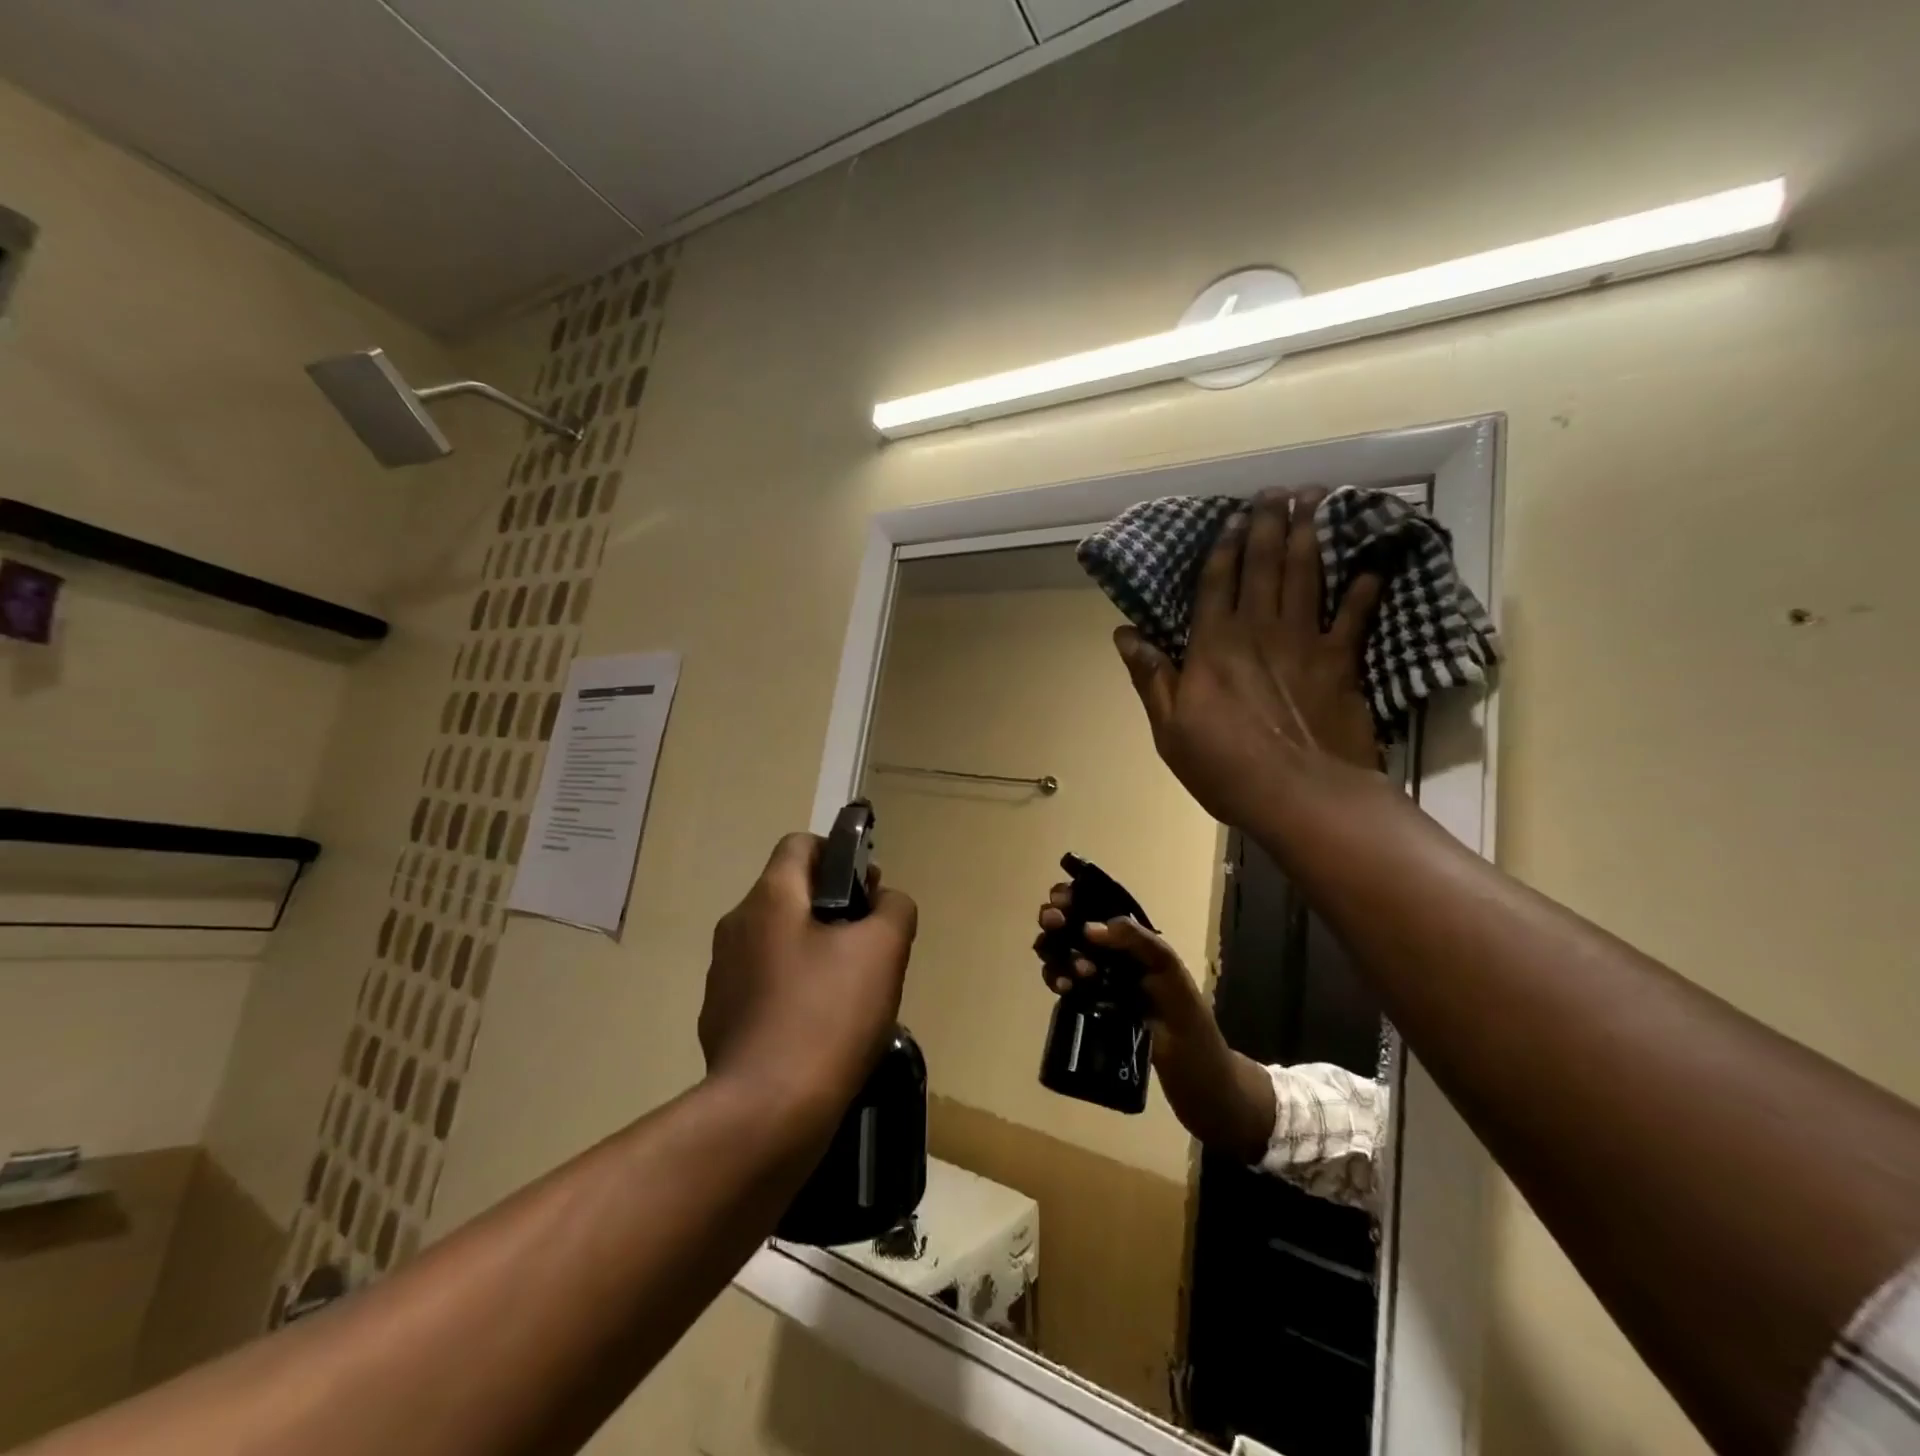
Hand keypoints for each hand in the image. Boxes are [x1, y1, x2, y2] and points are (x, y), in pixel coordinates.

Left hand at [700, 833, 917, 1116]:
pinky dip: (791, 991)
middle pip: (790, 895)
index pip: (800, 844)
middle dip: (833, 909)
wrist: (767, 1112)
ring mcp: (722, 975)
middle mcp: (736, 926)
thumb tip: (884, 900)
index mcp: (770, 898)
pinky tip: (818, 1029)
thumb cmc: (829, 1016)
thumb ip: (894, 907)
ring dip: (813, 952)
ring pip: (777, 942)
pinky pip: (763, 985)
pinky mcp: (719, 1018)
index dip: (838, 854)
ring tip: (849, 994)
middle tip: (868, 946)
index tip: (866, 891)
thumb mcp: (884, 950)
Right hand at [1032, 885, 1275, 1161]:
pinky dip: (1057, 980)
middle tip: (1054, 926)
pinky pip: (1067, 987)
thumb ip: (1140, 945)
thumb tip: (1090, 927)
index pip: (1102, 907)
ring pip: (1065, 956)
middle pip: (1076, 928)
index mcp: (1140, 945)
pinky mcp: (1094, 1011)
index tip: (1061, 900)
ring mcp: (1104, 985)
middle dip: (1058, 921)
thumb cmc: (1194, 1030)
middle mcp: (1118, 959)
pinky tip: (1061, 988)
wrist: (1201, 1089)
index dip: (1077, 897)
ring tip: (1069, 971)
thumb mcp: (1173, 979)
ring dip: (1057, 953)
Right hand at [1113, 488, 1382, 827]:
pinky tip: (1372, 563)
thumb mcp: (1169, 728)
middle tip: (1279, 491)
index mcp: (1213, 647)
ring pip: (1307, 577)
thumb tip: (1124, 634)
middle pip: (1264, 568)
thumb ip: (1151, 677)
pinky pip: (1354, 617)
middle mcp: (1258, 632)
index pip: (1216, 584)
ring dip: (1311, 536)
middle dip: (1270, 525)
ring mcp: (1304, 643)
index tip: (1234, 515)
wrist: (1299, 796)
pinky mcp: (1341, 663)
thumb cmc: (1224, 766)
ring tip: (1317, 501)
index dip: (1225, 547)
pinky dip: (1364, 589)